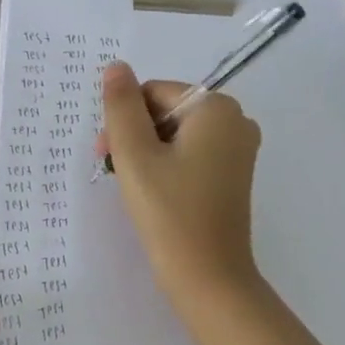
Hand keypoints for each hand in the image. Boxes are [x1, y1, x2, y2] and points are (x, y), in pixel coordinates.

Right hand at [100, 60, 341, 344]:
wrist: (208, 277)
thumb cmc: (169, 212)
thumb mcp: (135, 155)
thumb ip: (121, 107)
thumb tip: (115, 67)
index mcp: (216, 108)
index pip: (154, 92)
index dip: (124, 119)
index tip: (106, 155)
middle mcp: (235, 121)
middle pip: (167, 111)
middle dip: (135, 135)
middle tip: (114, 172)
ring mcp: (238, 150)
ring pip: (176, 135)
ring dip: (147, 153)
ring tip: (133, 187)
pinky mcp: (233, 176)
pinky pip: (191, 155)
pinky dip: (167, 167)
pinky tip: (154, 194)